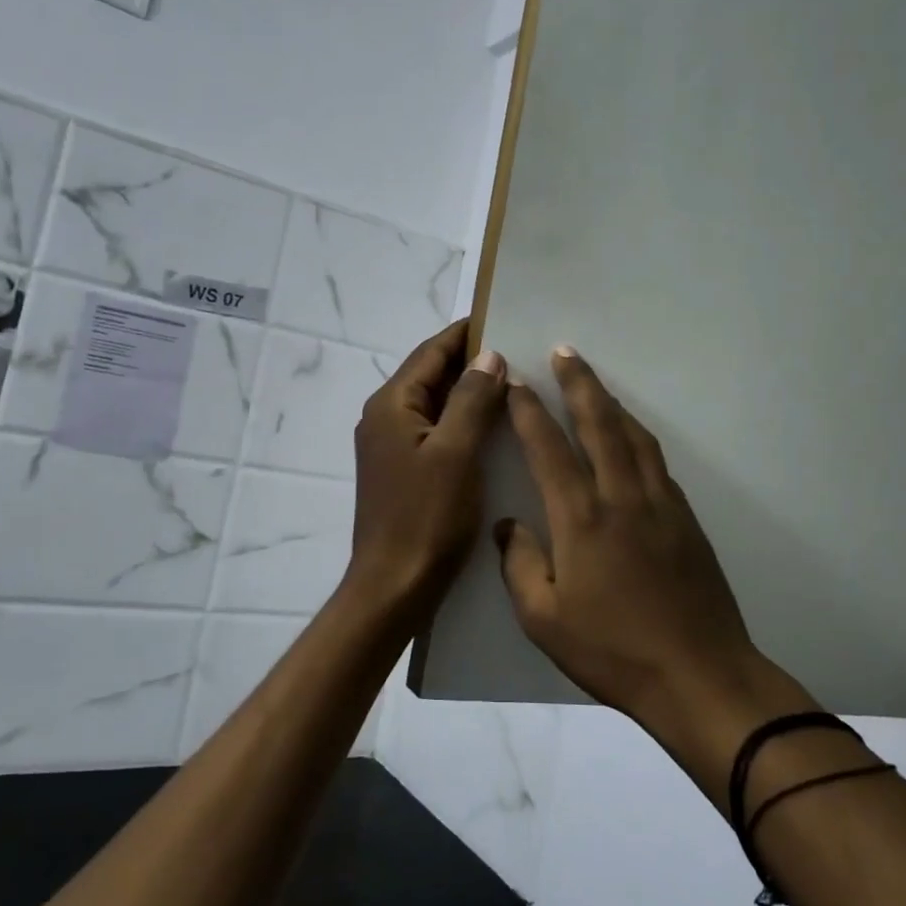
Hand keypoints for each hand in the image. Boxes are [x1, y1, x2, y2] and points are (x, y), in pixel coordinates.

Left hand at [347, 321, 508, 614]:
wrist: (394, 587)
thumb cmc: (426, 518)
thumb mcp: (456, 452)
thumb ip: (471, 399)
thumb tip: (489, 356)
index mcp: (391, 405)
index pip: (431, 352)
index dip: (466, 334)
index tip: (503, 318)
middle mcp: (385, 418)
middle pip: (431, 376)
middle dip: (471, 362)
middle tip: (520, 353)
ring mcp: (391, 446)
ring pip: (434, 405)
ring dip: (469, 392)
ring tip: (514, 385)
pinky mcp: (402, 471)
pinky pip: (435, 431)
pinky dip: (462, 421)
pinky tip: (493, 428)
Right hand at [497, 347, 790, 730]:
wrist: (699, 676)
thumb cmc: (613, 651)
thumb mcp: (544, 620)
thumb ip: (520, 565)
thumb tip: (510, 525)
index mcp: (581, 520)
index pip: (549, 449)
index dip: (530, 412)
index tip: (517, 383)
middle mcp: (621, 498)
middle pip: (599, 424)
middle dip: (580, 384)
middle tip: (565, 351)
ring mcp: (660, 505)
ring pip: (634, 436)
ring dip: (612, 403)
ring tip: (595, 384)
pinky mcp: (685, 519)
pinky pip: (656, 461)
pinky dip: (638, 436)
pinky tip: (631, 437)